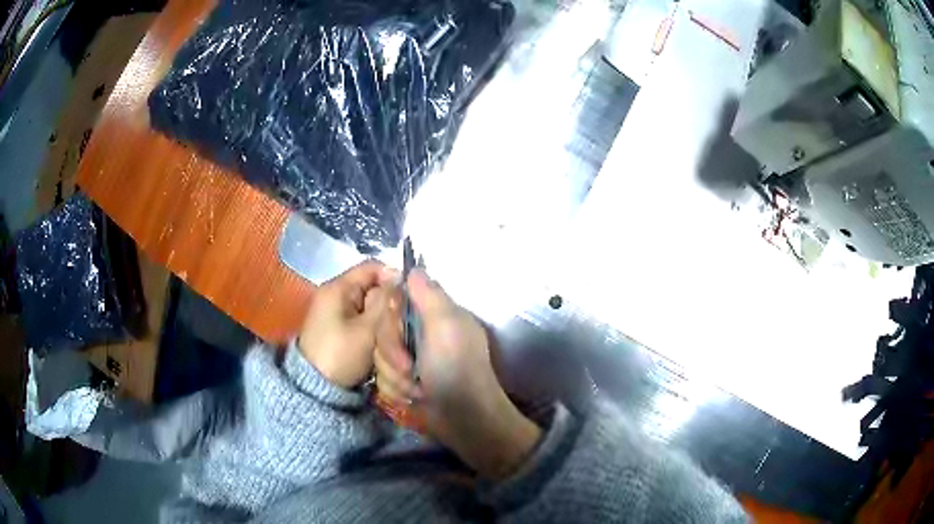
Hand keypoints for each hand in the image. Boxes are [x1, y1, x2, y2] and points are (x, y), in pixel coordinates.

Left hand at [298, 260, 394, 388]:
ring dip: (383, 319)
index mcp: (338, 287)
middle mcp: (335, 295)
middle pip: (371, 288)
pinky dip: (373, 329)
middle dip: (389, 303)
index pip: (371, 267)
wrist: (315, 388)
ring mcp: (335, 313)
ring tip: (395, 335)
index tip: (411, 296)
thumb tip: (399, 278)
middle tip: (403, 321)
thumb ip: (385, 302)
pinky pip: (362, 320)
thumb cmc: (340, 354)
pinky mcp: (338, 329)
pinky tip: (383, 342)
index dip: (393, 277)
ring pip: (369, 306)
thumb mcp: (367, 329)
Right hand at [374, 270, 540, 479]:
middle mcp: (420, 333)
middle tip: (413, 368)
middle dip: (394, 353)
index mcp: (434, 314)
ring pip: (379, 356)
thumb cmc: (457, 368)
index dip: (391, 316)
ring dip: (396, 376)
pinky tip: (414, 398)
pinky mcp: (403, 382)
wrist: (463, 419)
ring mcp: (411, 359)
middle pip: (381, 331)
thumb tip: (413, 268)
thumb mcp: (447, 325)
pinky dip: (398, 391)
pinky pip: (382, 379)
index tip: (399, 329)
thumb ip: (429, 294)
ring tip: (418, 388)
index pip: (394, 300)